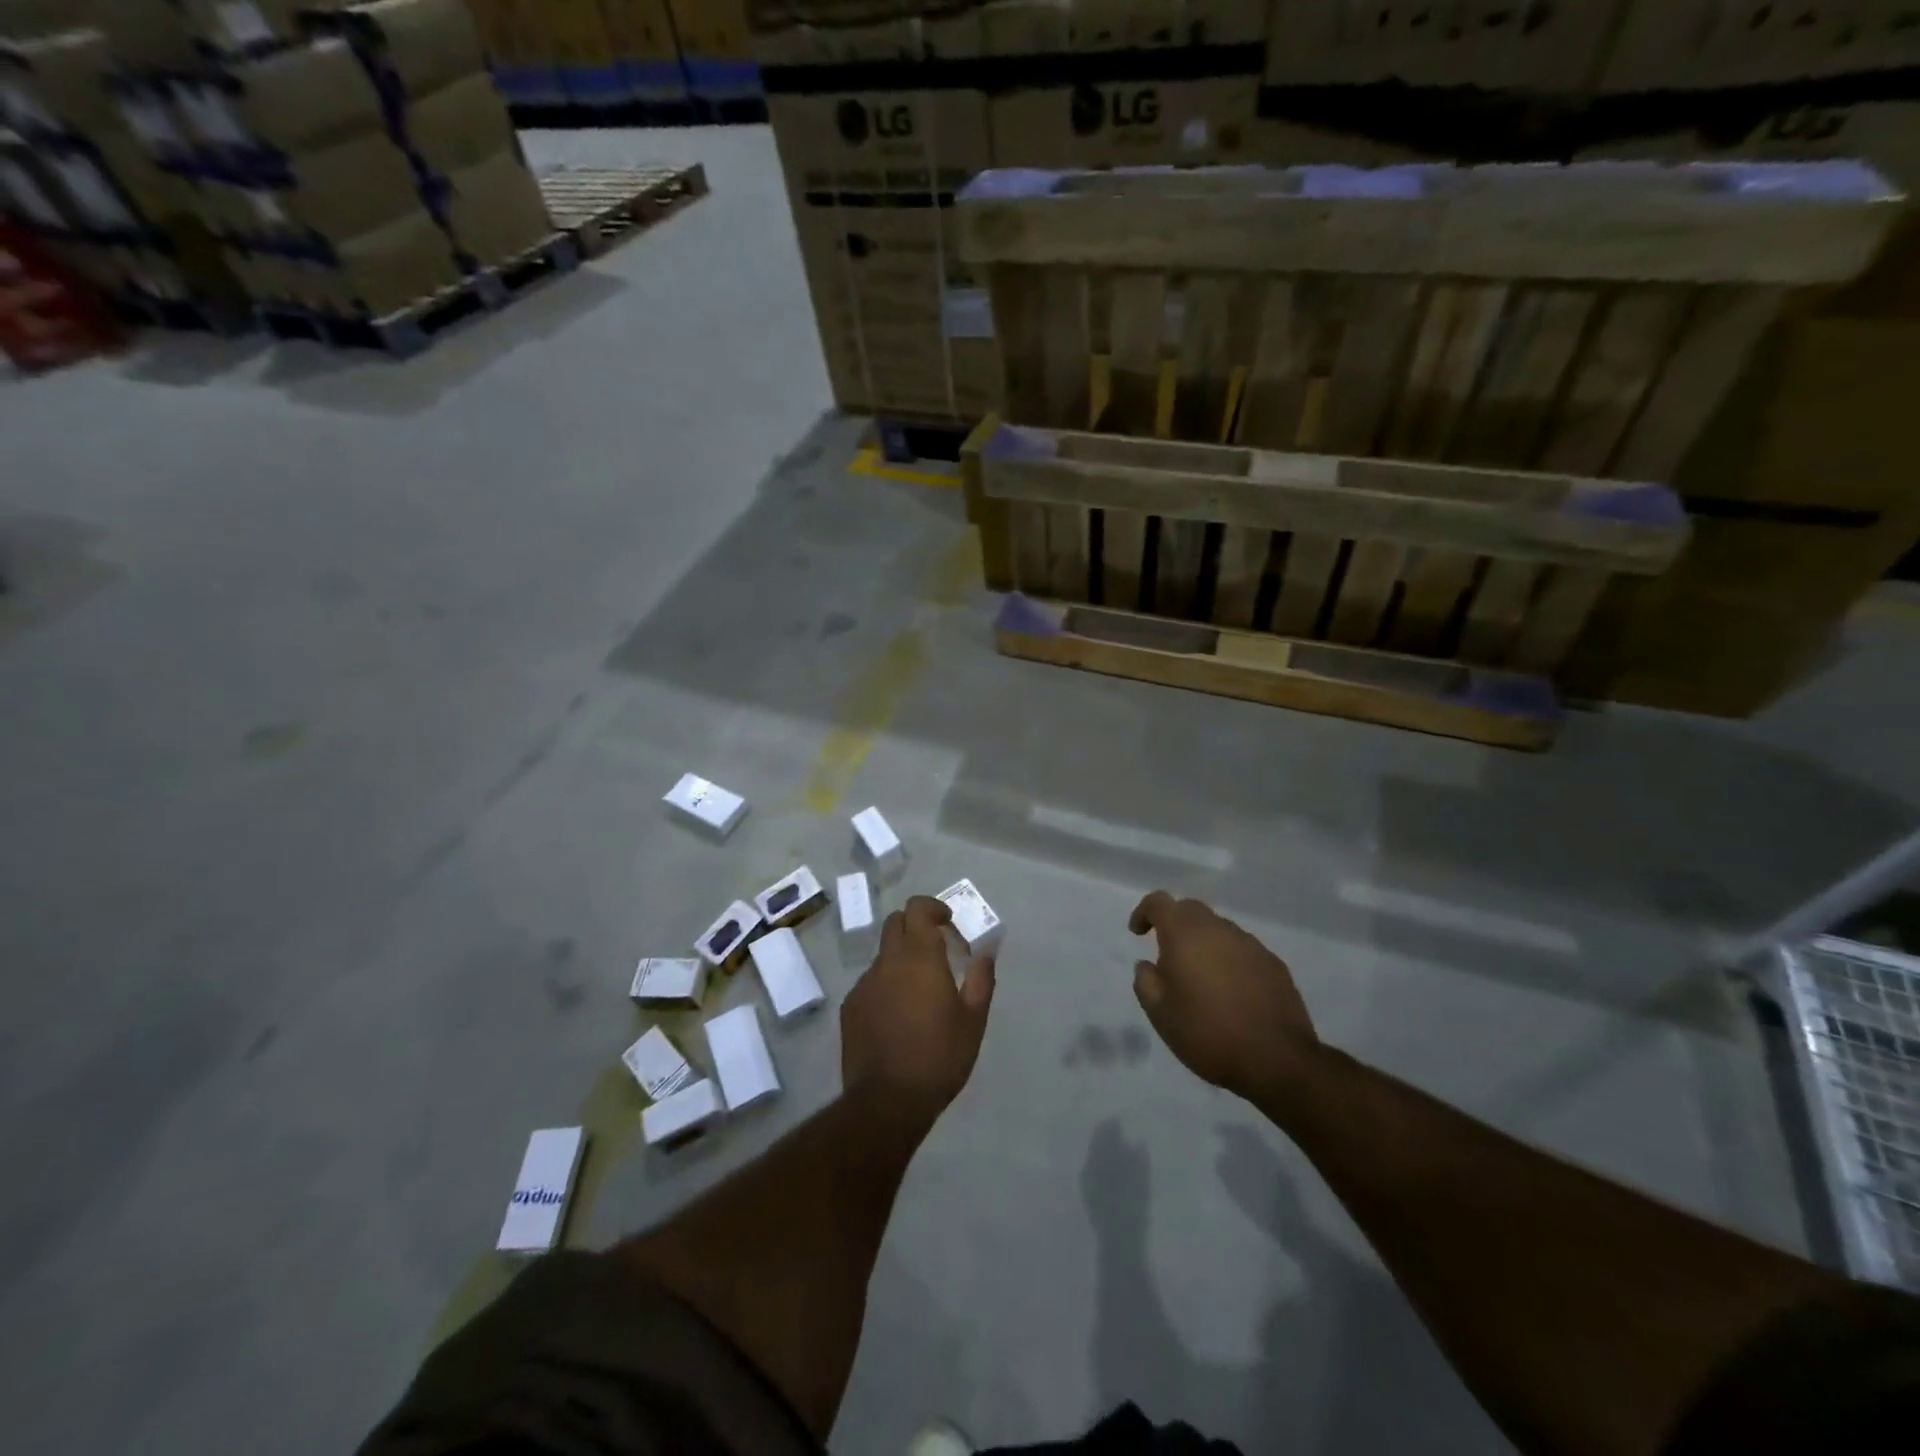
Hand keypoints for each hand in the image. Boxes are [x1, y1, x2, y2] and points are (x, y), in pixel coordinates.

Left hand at [842, 895, 995, 1116]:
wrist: (887, 1100)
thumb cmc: (939, 1056)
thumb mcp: (973, 1020)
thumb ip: (981, 978)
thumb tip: (986, 951)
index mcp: (919, 957)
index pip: (917, 908)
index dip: (933, 908)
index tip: (948, 923)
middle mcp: (887, 962)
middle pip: (895, 923)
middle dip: (916, 927)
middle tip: (937, 950)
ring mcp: (864, 984)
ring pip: (883, 955)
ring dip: (902, 960)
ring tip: (920, 992)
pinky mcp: (851, 1007)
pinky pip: (871, 983)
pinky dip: (887, 985)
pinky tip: (899, 1017)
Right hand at [1129, 891, 1317, 1099]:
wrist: (1277, 1060)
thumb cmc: (1207, 1033)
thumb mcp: (1160, 1014)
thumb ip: (1146, 982)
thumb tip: (1148, 966)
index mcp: (1185, 934)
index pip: (1159, 902)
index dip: (1144, 912)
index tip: (1138, 933)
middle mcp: (1218, 929)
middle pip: (1190, 910)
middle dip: (1174, 925)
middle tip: (1168, 956)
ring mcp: (1250, 945)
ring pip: (1218, 930)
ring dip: (1204, 943)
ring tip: (1201, 979)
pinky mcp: (1274, 964)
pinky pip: (1242, 950)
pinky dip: (1229, 960)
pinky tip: (1231, 992)